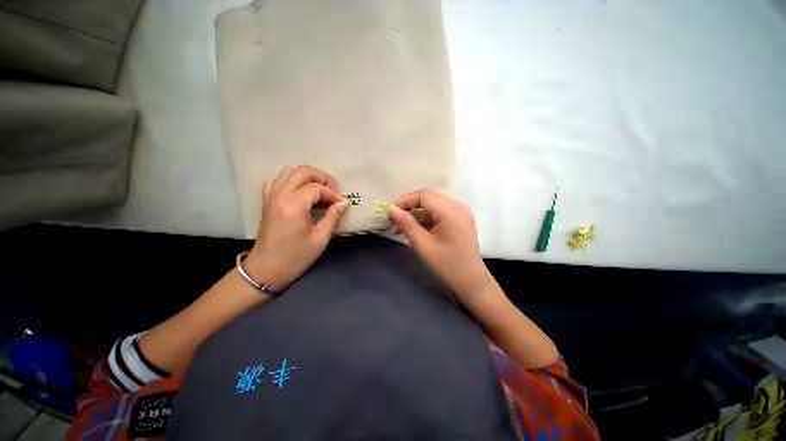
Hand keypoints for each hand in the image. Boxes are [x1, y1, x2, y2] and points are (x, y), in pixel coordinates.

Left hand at [245, 165, 348, 291]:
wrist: (266, 269)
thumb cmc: (295, 257)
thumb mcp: (320, 238)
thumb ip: (332, 216)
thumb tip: (343, 202)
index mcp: (293, 206)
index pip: (317, 188)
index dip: (332, 194)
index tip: (341, 204)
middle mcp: (280, 195)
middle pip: (303, 171)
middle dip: (322, 178)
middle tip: (332, 192)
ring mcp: (270, 196)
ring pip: (289, 172)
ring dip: (307, 177)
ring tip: (319, 191)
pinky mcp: (266, 201)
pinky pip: (277, 181)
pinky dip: (290, 181)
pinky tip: (299, 192)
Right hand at [389, 190, 495, 304]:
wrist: (471, 283)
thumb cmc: (446, 265)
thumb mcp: (423, 245)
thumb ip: (407, 225)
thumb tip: (393, 211)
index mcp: (451, 211)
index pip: (424, 196)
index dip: (405, 201)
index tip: (392, 214)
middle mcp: (458, 207)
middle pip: (428, 199)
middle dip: (410, 209)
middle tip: (396, 224)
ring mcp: (460, 214)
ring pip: (432, 207)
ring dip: (417, 216)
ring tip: (403, 230)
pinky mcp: (459, 221)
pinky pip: (439, 214)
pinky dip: (426, 221)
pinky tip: (416, 233)